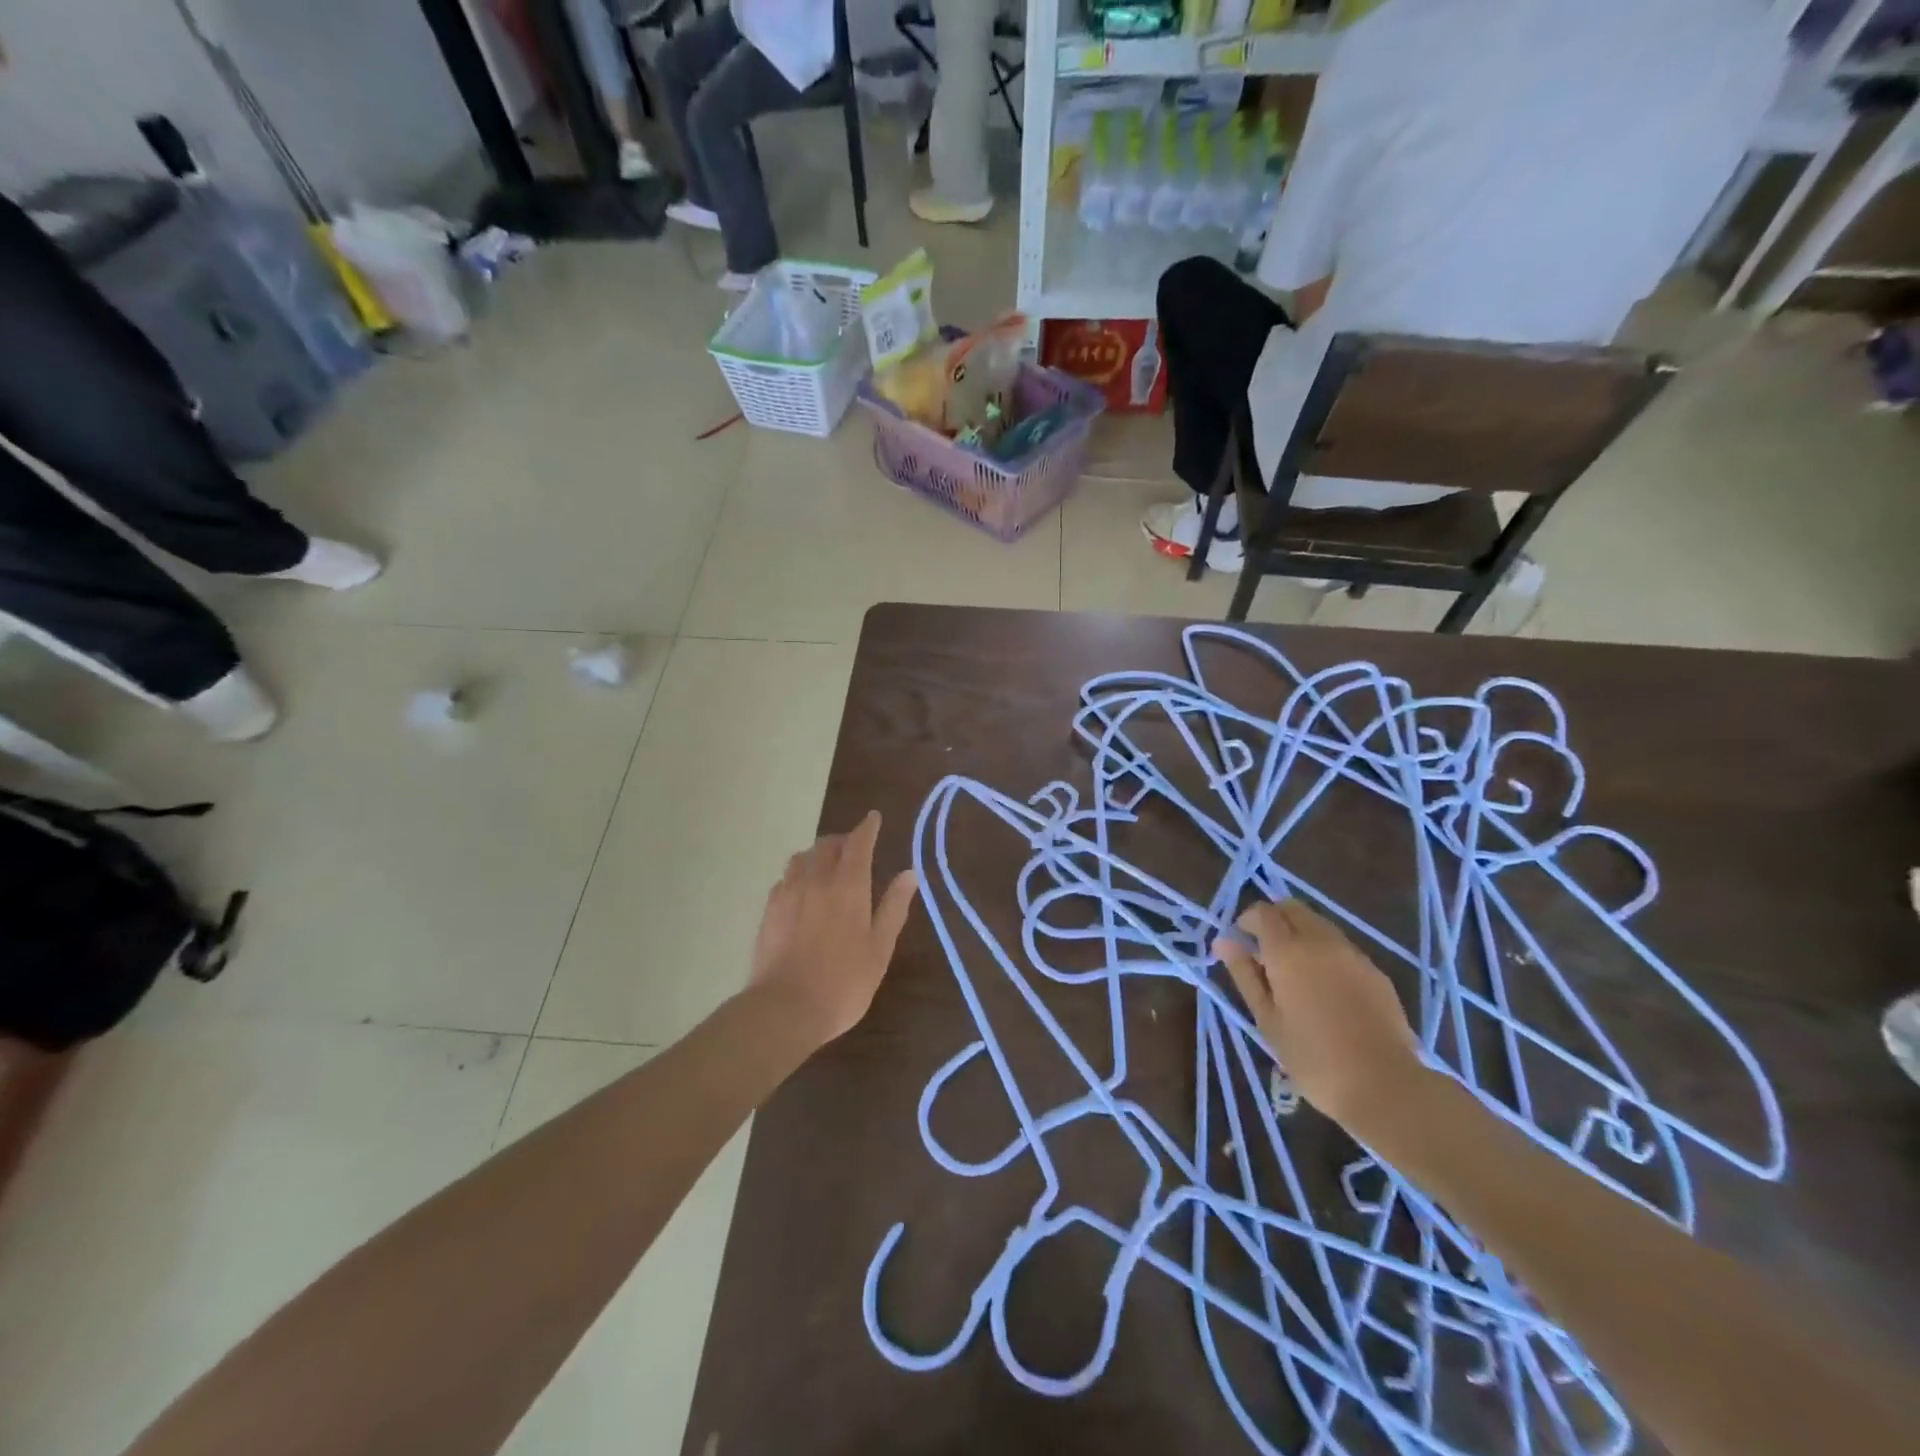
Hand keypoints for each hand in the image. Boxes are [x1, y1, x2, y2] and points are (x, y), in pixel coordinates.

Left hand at [748, 811, 918, 1046]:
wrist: (784, 1008)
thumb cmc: (843, 982)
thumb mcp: (879, 948)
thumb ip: (893, 907)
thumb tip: (909, 873)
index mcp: (848, 886)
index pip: (858, 843)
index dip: (867, 828)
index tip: (874, 818)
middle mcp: (816, 879)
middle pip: (827, 845)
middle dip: (843, 840)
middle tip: (855, 847)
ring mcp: (787, 893)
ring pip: (802, 858)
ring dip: (817, 854)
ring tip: (827, 866)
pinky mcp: (769, 911)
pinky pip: (785, 879)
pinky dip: (798, 875)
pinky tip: (802, 892)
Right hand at [1214, 900, 1423, 1130]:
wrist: (1386, 1086)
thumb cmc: (1313, 1058)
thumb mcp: (1267, 1019)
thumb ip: (1244, 974)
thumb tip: (1223, 941)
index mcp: (1288, 951)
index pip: (1262, 912)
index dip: (1246, 921)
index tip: (1241, 944)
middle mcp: (1321, 941)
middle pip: (1292, 908)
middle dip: (1274, 920)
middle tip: (1265, 953)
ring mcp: (1352, 954)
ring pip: (1319, 924)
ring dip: (1300, 933)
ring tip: (1295, 972)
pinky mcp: (1375, 971)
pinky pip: (1341, 947)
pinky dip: (1325, 952)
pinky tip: (1326, 988)